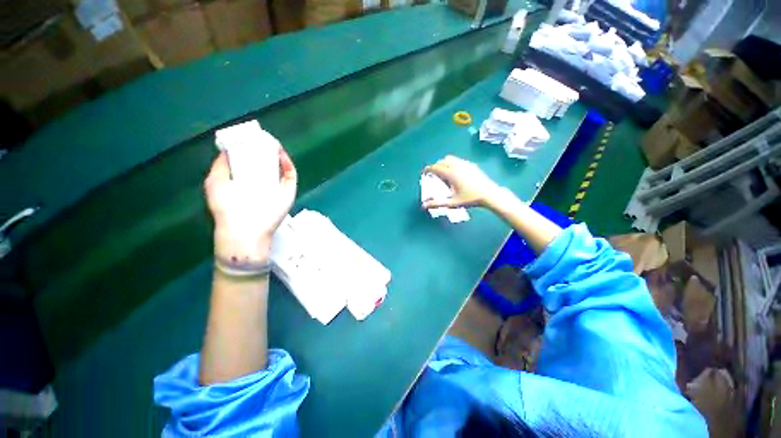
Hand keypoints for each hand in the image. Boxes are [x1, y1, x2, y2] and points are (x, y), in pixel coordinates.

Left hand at [204, 148, 297, 262]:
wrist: (245, 229)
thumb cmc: (227, 207)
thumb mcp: (215, 182)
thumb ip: (220, 166)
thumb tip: (227, 149)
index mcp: (246, 181)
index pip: (251, 162)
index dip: (250, 149)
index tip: (249, 138)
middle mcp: (263, 183)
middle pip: (268, 163)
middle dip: (266, 150)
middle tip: (263, 138)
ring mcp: (277, 188)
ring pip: (281, 168)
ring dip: (279, 155)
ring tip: (273, 143)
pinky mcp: (288, 192)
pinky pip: (291, 175)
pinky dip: (288, 164)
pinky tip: (281, 154)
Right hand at [422, 155, 503, 209]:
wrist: (489, 194)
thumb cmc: (470, 199)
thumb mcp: (452, 203)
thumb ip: (437, 203)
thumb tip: (423, 206)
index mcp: (450, 173)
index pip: (435, 167)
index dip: (428, 169)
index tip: (424, 172)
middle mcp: (457, 166)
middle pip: (442, 161)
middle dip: (436, 166)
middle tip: (434, 175)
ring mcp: (465, 164)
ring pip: (450, 159)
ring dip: (444, 163)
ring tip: (444, 173)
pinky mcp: (471, 164)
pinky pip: (458, 160)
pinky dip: (452, 163)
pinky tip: (455, 173)